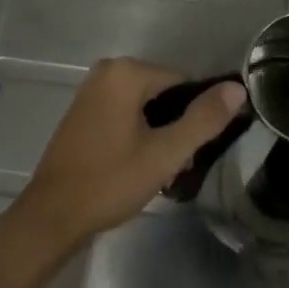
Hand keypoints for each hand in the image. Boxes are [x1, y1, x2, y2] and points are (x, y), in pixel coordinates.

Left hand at [6, 58, 244, 259]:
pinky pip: (124, 111)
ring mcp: (92, 89)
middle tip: (175, 168)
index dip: (194, 116)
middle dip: (175, 127)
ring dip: (157, 134)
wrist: (50, 217)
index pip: (182, 82)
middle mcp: (108, 70)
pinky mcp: (83, 109)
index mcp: (127, 72)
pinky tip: (136, 166)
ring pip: (145, 105)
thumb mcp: (165, 154)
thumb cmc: (110, 182)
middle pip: (163, 92)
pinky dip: (137, 133)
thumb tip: (238, 88)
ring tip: (157, 173)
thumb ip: (203, 119)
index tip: (191, 153)